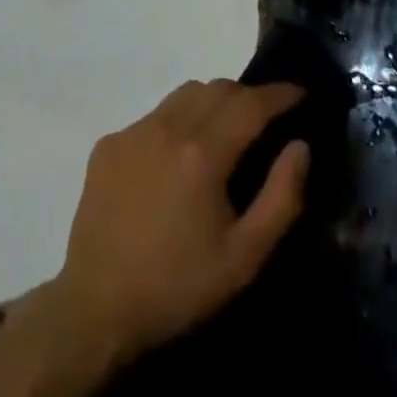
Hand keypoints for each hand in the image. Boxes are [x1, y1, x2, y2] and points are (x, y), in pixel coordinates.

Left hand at [50, 80, 308, 367]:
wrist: (96, 307)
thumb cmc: (178, 286)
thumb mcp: (243, 257)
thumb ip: (281, 197)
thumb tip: (300, 146)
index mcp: (203, 152)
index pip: (250, 104)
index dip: (279, 94)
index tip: (300, 92)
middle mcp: (167, 126)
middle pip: (217, 88)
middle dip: (247, 95)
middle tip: (265, 117)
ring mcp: (134, 131)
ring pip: (184, 94)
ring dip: (211, 101)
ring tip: (223, 130)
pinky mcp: (109, 143)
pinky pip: (153, 116)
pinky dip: (176, 122)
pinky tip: (176, 158)